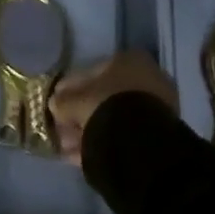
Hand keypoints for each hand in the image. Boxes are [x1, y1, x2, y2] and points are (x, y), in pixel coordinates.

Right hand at [49, 52, 177, 165]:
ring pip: (115, 116)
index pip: (94, 71)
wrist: (140, 142)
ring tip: (69, 145)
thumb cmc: (106, 106)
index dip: (72, 88)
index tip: (59, 102)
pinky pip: (124, 134)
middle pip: (105, 95)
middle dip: (83, 110)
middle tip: (63, 125)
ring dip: (91, 128)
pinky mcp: (159, 134)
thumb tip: (54, 103)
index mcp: (131, 59)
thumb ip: (63, 100)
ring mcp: (156, 107)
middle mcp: (148, 77)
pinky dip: (105, 141)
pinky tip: (83, 154)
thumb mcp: (76, 100)